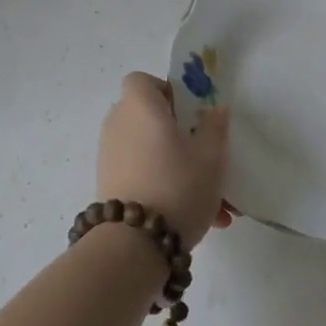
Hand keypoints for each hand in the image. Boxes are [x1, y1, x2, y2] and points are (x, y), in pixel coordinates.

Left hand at [96, 72, 231, 247]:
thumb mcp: (211, 156)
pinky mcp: (109, 185)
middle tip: (207, 157)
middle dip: (180, 135)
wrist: (134, 244)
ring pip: (150, 152)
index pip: (141, 80)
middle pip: (148, 117)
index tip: (190, 114)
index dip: (166, 91)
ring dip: (179, 168)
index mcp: (140, 107)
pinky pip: (142, 175)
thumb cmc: (177, 186)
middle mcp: (118, 125)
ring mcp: (110, 157)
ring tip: (216, 202)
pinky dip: (165, 187)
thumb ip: (214, 127)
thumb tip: (214, 110)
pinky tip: (199, 218)